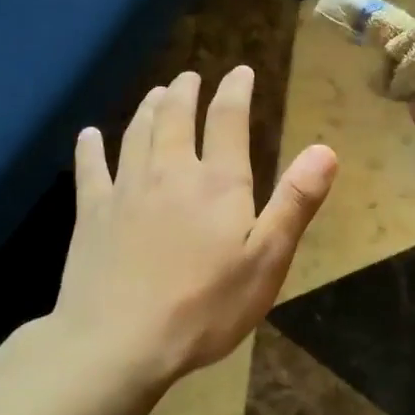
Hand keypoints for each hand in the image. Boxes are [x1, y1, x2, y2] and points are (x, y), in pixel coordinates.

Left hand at [53, 66, 336, 388]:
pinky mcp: (91, 215)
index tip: (240, 71)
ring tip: (155, 94)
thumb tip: (325, 150)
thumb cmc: (205, 307)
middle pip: (174, 117)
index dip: (235, 91)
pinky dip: (90, 147)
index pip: (228, 120)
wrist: (119, 343)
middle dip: (184, 92)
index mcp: (217, 183)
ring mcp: (125, 191)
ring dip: (148, 108)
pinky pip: (89, 169)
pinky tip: (89, 136)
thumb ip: (295, 203)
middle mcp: (170, 173)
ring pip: (136, 134)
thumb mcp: (267, 260)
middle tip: (189, 77)